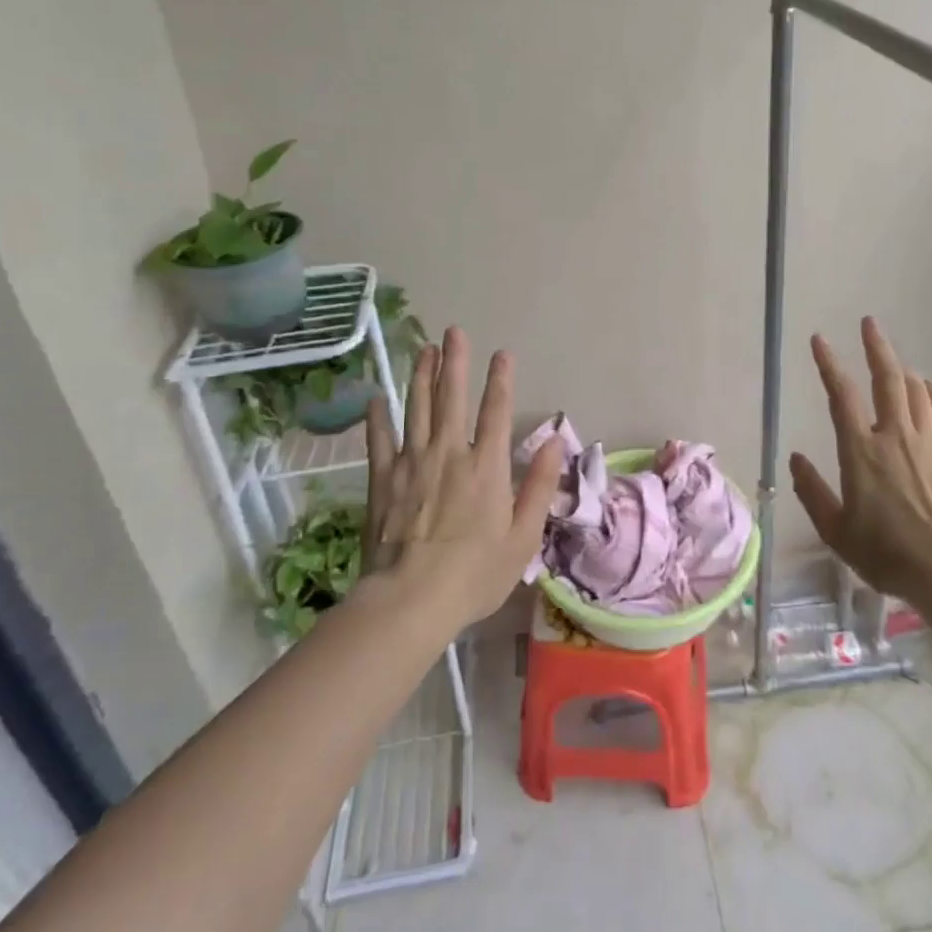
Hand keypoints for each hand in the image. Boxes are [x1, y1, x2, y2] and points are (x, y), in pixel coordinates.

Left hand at [362, 327, 564, 629]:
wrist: (410, 600)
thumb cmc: (475, 573)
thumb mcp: (523, 536)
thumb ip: (540, 485)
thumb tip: (556, 441)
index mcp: (487, 465)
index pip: (496, 410)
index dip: (500, 379)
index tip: (502, 353)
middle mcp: (450, 452)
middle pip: (452, 397)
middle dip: (455, 361)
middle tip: (453, 331)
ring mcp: (412, 463)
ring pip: (417, 408)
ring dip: (422, 376)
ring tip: (424, 349)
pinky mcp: (383, 480)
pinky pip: (379, 440)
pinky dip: (377, 418)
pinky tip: (375, 398)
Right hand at [789, 317, 931, 603]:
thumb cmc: (889, 555)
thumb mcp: (837, 532)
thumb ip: (812, 492)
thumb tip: (795, 459)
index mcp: (861, 451)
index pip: (841, 394)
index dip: (828, 363)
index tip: (820, 340)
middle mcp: (894, 434)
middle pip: (886, 378)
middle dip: (876, 346)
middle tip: (869, 323)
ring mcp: (931, 440)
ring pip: (915, 389)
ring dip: (902, 369)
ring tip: (893, 362)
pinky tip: (928, 388)